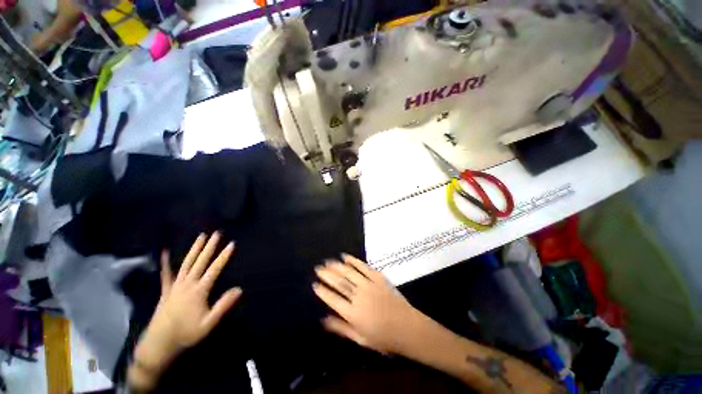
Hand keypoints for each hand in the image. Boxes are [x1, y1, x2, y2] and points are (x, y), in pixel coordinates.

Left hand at [135, 233, 241, 368]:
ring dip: (195, 249)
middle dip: (210, 247)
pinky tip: (166, 252)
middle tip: (216, 233)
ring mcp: (175, 286)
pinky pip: (166, 274)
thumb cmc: (186, 333)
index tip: (231, 244)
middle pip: (201, 261)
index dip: (224, 256)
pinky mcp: (166, 290)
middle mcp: (187, 284)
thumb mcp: (208, 323)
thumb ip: (223, 306)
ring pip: (187, 263)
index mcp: (199, 290)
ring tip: (201, 236)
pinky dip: (166, 262)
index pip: (215, 269)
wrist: (159, 342)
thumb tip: (239, 289)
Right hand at [313, 254, 422, 354]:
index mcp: (353, 314)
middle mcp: (359, 297)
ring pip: (349, 272)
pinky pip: (363, 267)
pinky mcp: (378, 278)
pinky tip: (346, 257)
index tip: (314, 284)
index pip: (333, 299)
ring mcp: (369, 285)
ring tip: (328, 261)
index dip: (322, 291)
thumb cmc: (383, 338)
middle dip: (327, 274)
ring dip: (337, 266)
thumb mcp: (360, 338)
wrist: (407, 327)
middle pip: (339, 283)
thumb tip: (323, 319)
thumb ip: (341, 328)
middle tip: (318, 268)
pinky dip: (354, 261)